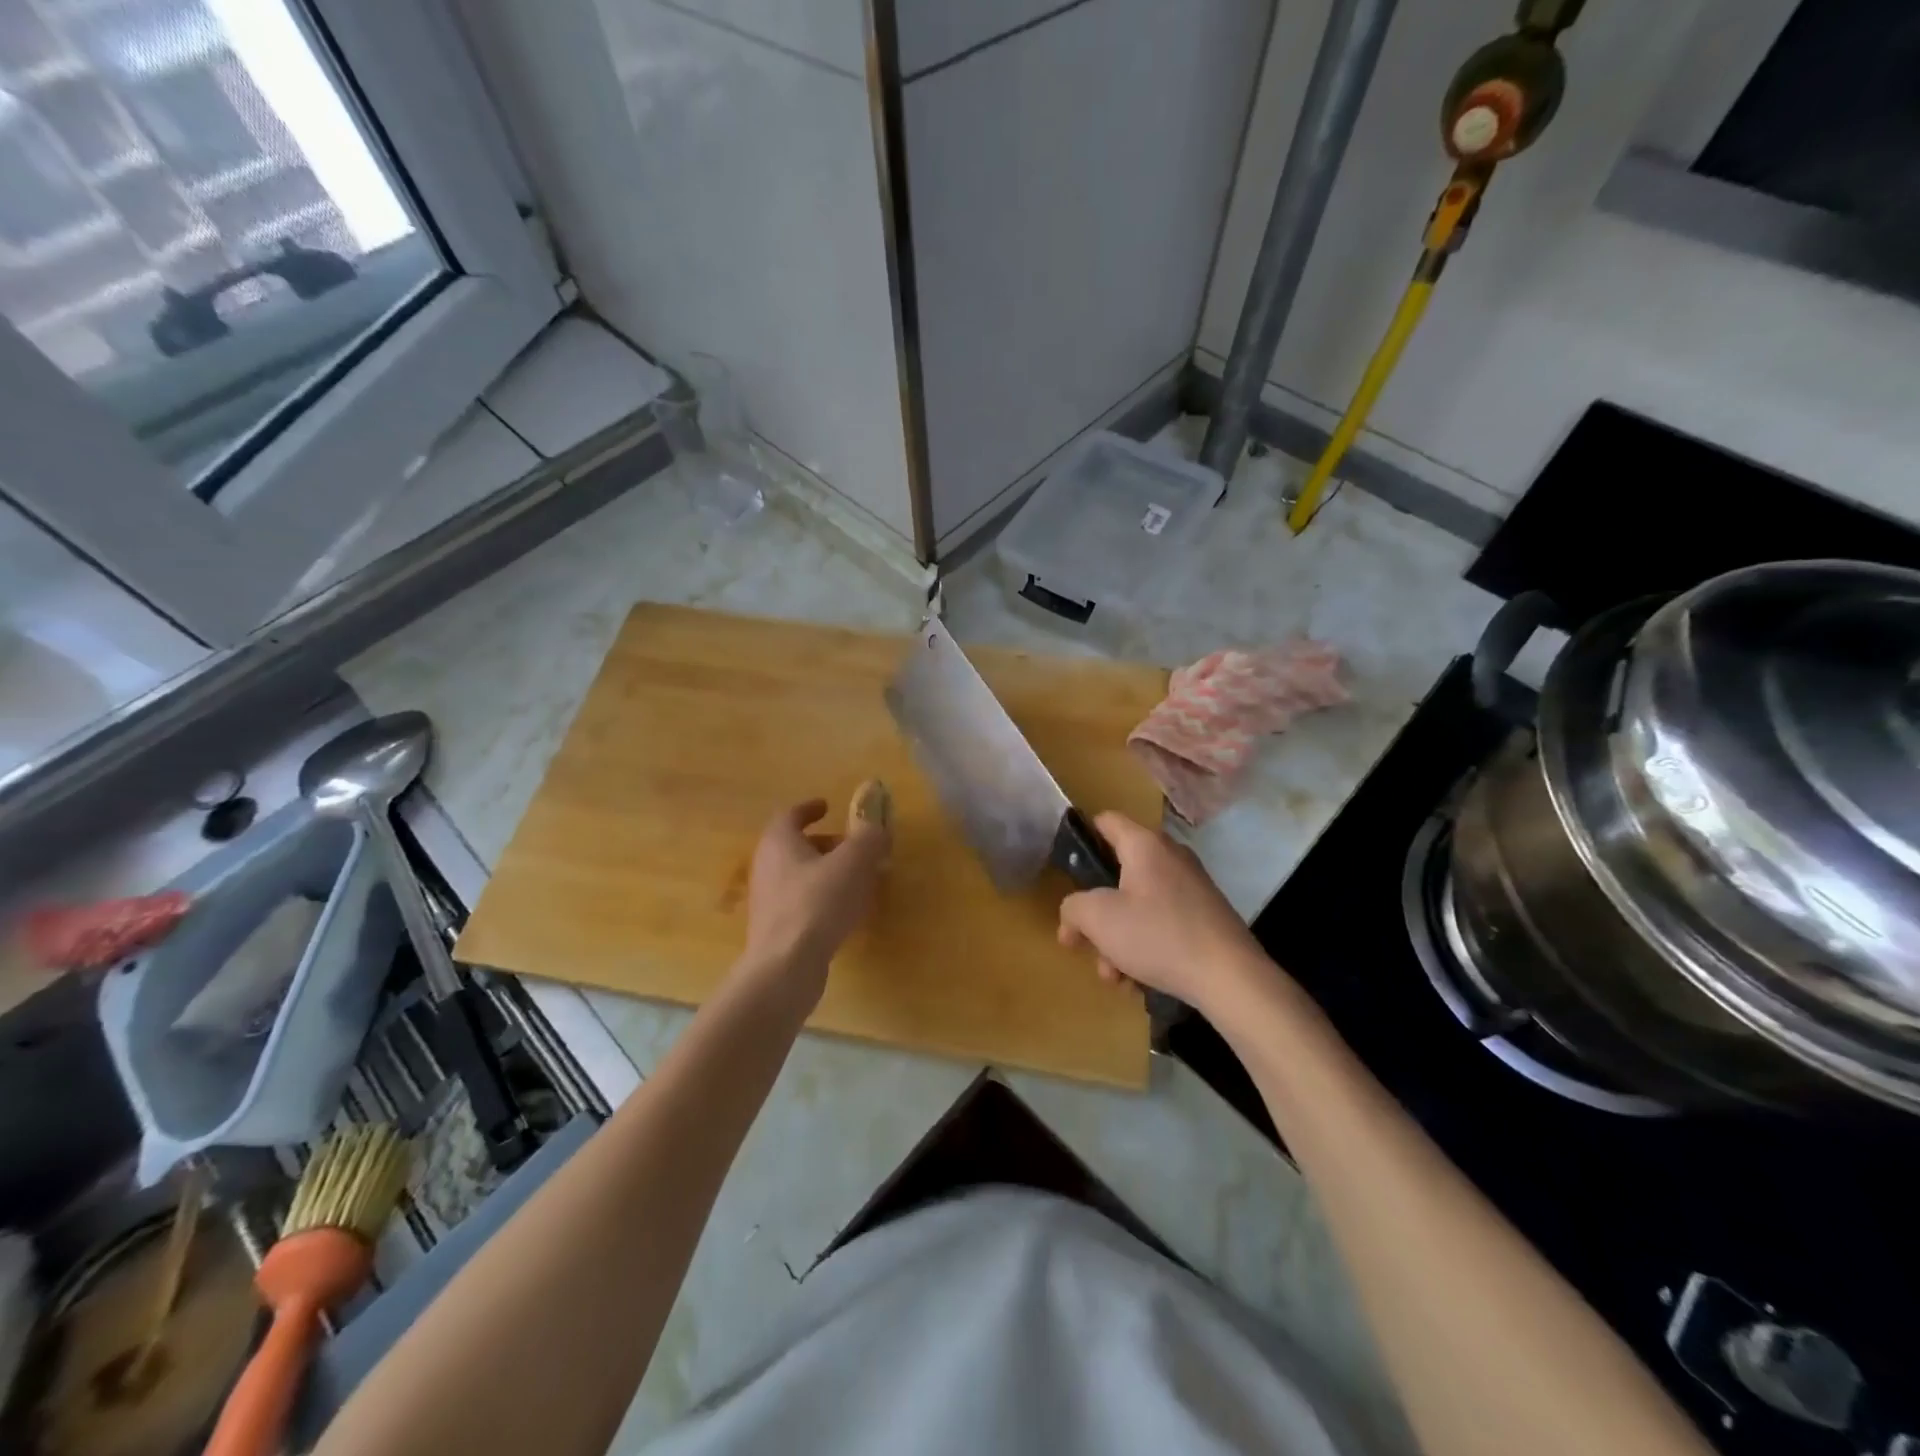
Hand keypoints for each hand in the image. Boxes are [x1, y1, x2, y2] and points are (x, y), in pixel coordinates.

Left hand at [738, 796, 890, 1006]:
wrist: (786, 966)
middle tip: (853, 847)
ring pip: (800, 876)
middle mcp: (766, 867)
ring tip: (856, 881)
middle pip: (796, 846)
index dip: (810, 808)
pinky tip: (844, 913)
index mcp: (779, 842)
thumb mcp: (854, 862)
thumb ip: (869, 838)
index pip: (791, 815)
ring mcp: (767, 901)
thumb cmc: (818, 903)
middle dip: (826, 843)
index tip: (828, 806)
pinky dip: (822, 898)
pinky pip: (801, 903)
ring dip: (826, 873)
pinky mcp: (774, 930)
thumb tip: (875, 827)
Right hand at [1057, 812, 1268, 1015]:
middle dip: (1097, 913)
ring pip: (1138, 906)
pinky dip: (1145, 947)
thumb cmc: (1158, 935)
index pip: (1106, 821)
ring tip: (1114, 976)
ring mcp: (1191, 888)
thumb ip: (1073, 908)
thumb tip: (1074, 915)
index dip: (1082, 838)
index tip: (1067, 869)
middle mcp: (1170, 857)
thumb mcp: (1098, 919)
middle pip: (1118, 874)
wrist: (1231, 978)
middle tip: (1083, 942)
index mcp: (1145, 845)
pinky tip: (1138, 981)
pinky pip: (1161, 923)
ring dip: (1117, 939)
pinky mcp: (1204, 917)